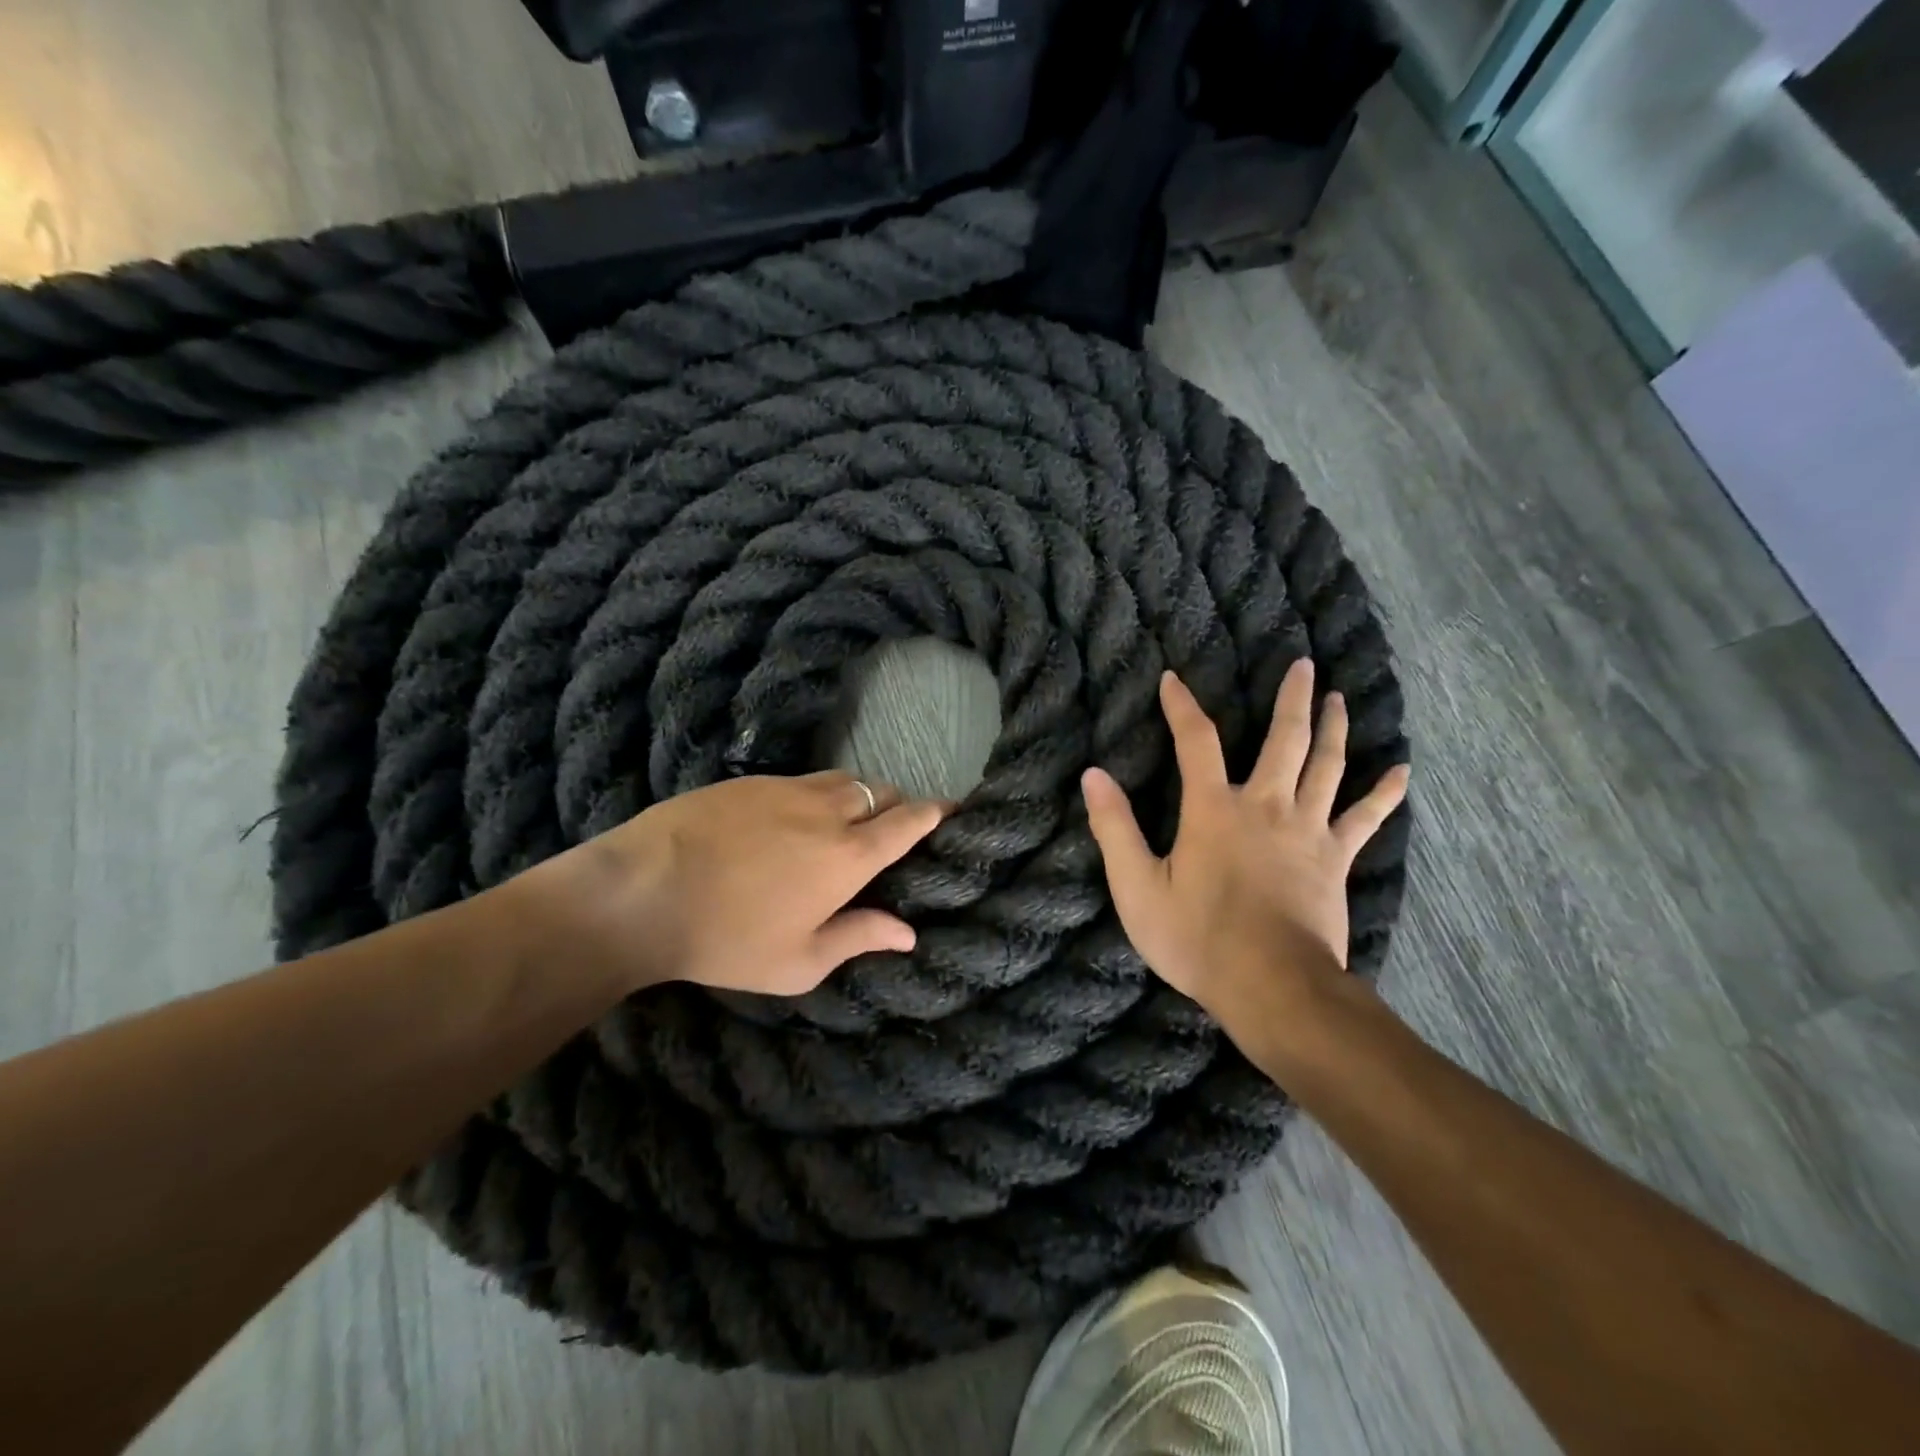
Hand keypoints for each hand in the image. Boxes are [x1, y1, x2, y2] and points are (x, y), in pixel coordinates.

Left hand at [518, 771, 946, 996]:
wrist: (642, 891)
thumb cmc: (728, 938)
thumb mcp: (799, 961)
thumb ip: (860, 938)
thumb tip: (908, 933)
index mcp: (851, 855)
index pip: (910, 820)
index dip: (937, 812)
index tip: (953, 809)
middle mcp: (830, 811)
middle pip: (883, 792)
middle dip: (898, 805)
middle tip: (892, 832)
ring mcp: (788, 788)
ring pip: (844, 780)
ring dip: (859, 797)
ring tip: (846, 823)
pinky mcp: (751, 780)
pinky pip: (802, 780)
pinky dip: (816, 795)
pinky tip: (792, 821)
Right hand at [1082, 661, 1408, 1050]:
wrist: (1272, 987)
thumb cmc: (1197, 938)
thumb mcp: (1137, 888)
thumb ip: (1115, 828)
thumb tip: (1093, 775)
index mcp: (1214, 810)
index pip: (1196, 742)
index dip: (1182, 707)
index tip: (1173, 679)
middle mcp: (1265, 806)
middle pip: (1284, 740)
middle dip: (1292, 699)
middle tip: (1304, 664)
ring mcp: (1308, 831)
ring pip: (1327, 766)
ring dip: (1334, 728)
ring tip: (1341, 698)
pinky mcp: (1335, 859)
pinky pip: (1365, 818)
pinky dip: (1384, 793)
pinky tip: (1402, 771)